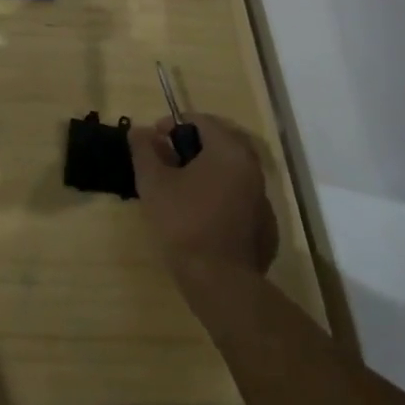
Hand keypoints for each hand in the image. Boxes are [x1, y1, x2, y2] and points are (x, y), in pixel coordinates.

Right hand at [128, 113, 278, 284]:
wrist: (220, 283)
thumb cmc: (184, 223)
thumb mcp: (153, 182)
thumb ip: (144, 149)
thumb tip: (139, 130)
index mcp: (229, 151)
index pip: (201, 121)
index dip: (172, 125)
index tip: (153, 140)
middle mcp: (253, 169)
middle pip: (220, 143)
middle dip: (191, 147)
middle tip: (166, 161)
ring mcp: (263, 200)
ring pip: (231, 172)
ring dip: (206, 171)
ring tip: (180, 189)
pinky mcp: (266, 227)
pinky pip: (239, 198)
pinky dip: (220, 196)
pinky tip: (200, 215)